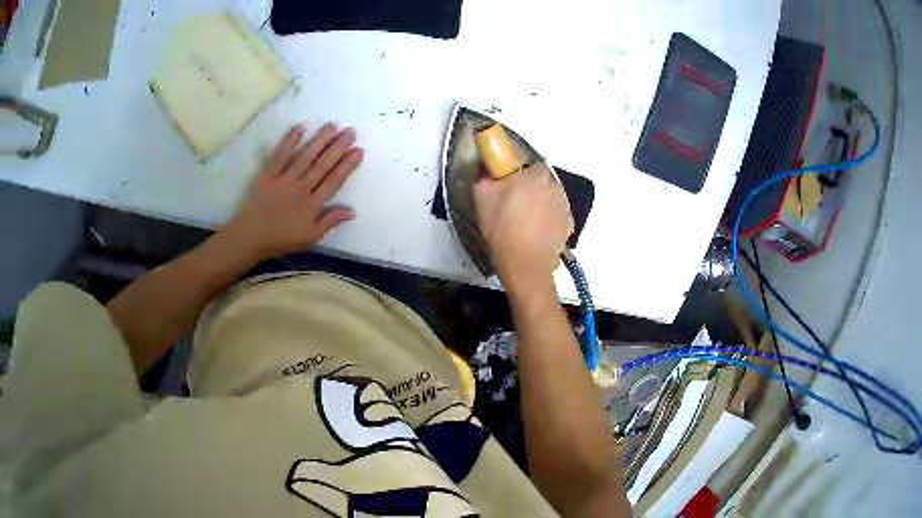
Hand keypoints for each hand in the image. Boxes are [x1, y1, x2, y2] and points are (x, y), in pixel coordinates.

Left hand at [221, 123, 363, 261]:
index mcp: (312, 205)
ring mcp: (284, 179)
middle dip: (338, 147)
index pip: (333, 181)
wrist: (249, 238)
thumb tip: (352, 211)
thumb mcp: (310, 238)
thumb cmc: (281, 239)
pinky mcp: (268, 174)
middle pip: (322, 165)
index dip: (346, 165)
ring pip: (305, 156)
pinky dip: (290, 140)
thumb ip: (330, 222)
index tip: (358, 150)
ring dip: (320, 140)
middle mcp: (301, 188)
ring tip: (333, 126)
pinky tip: (301, 127)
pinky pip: (281, 155)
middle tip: (350, 132)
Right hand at [473, 163, 572, 286]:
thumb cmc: (502, 226)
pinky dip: (547, 222)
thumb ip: (485, 176)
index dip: (518, 174)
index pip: (529, 164)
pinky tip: (534, 233)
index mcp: (536, 174)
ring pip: (549, 199)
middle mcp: (555, 186)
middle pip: (541, 182)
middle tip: (513, 204)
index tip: (508, 185)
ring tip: (523, 222)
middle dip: (530, 189)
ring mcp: (564, 207)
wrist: (524, 262)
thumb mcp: (481, 196)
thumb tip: (488, 171)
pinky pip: (555, 217)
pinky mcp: (568, 226)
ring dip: (539, 205)